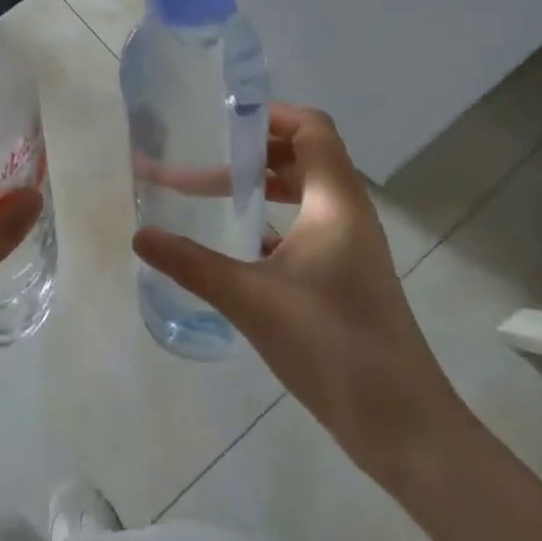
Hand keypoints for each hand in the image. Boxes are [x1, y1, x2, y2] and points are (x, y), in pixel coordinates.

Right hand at [133, 104, 469, 486]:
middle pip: (304, 156)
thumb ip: (191, 263)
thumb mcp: (250, 299)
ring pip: (304, 194)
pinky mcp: (345, 277)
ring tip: (211, 193)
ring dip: (261, 187)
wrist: (402, 426)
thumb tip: (139, 235)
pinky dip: (272, 223)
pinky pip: (306, 228)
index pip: (311, 129)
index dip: (271, 114)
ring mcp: (350, 247)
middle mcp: (347, 214)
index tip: (222, 120)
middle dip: (252, 153)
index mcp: (335, 201)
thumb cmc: (331, 344)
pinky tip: (236, 244)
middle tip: (203, 158)